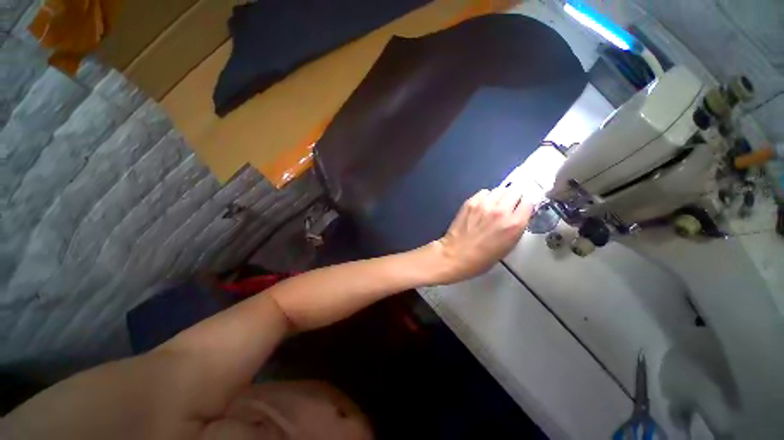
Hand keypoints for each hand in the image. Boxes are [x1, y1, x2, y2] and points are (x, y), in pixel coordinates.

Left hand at [429, 187, 532, 284]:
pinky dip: (486, 197)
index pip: (529, 203)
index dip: (525, 206)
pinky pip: (484, 192)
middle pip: (515, 191)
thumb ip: (516, 227)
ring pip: (500, 189)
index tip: (521, 209)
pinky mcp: (470, 202)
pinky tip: (482, 206)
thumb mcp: (508, 246)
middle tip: (509, 206)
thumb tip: (518, 216)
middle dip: (514, 198)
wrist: (456, 255)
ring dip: (500, 196)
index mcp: (514, 224)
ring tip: (495, 205)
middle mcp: (501, 211)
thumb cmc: (482, 258)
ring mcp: (484, 205)